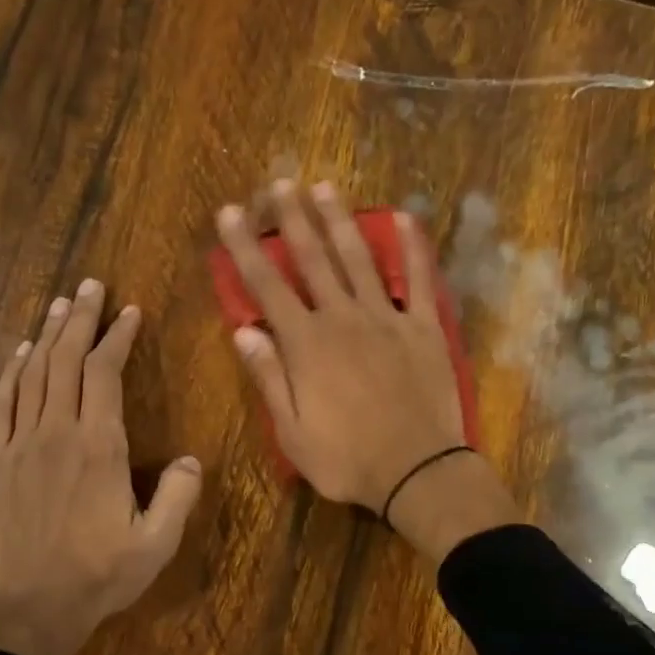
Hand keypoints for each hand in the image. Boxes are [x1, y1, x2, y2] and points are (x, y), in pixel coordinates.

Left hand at [0, 279, 202, 654]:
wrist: (31, 609)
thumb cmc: (100, 576)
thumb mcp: (157, 544)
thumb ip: (179, 496)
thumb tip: (191, 458)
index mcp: (100, 447)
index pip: (105, 373)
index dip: (117, 336)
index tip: (129, 311)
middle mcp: (57, 433)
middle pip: (65, 360)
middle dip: (81, 319)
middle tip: (90, 286)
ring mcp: (20, 445)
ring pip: (33, 374)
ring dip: (46, 335)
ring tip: (60, 304)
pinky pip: (1, 405)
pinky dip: (10, 373)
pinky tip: (19, 353)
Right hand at [216, 180, 517, 555]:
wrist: (417, 472)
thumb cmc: (347, 460)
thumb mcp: (292, 432)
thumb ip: (269, 378)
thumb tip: (244, 331)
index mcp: (306, 345)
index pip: (267, 287)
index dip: (245, 248)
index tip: (229, 213)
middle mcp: (343, 319)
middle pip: (313, 260)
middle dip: (292, 219)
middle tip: (279, 182)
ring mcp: (388, 319)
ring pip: (360, 260)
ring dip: (340, 221)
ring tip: (325, 186)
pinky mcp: (424, 329)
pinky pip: (420, 281)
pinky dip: (414, 249)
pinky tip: (407, 219)